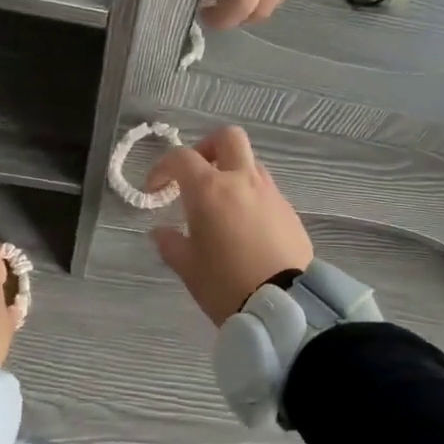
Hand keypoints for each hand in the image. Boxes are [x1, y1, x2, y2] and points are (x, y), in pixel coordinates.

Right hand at [146, 126, 313, 323]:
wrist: (284, 306)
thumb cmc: (225, 285)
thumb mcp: (188, 268)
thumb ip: (170, 243)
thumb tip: (160, 231)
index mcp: (210, 190)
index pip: (182, 157)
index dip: (162, 167)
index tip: (155, 188)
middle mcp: (242, 180)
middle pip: (228, 138)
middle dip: (207, 148)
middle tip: (195, 175)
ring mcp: (270, 193)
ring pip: (250, 162)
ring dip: (232, 172)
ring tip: (220, 204)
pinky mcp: (289, 210)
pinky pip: (266, 189)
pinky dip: (250, 195)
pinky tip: (244, 225)